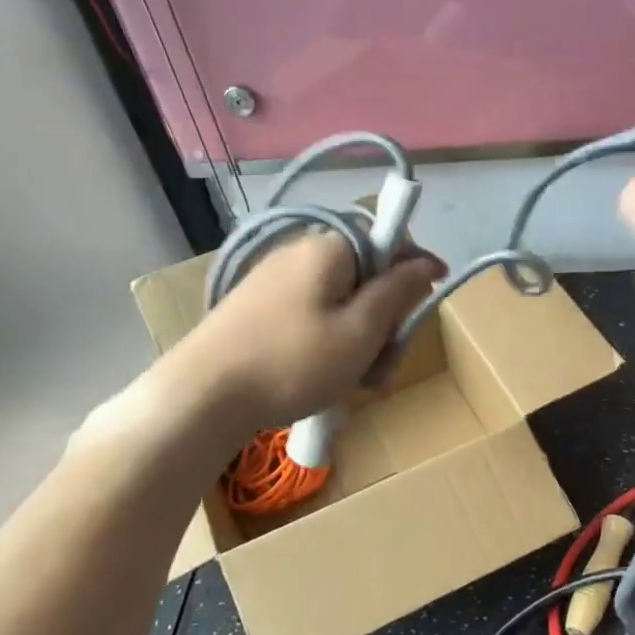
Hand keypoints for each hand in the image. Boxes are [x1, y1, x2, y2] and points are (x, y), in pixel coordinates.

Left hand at [79, 235, 444, 455]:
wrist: (203, 396)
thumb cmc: (293, 361)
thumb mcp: (361, 330)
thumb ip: (398, 291)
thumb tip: (425, 262)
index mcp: (330, 248)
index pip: (388, 239)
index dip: (416, 267)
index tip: (431, 301)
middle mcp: (302, 253)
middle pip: (367, 276)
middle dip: (387, 319)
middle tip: (385, 365)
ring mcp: (277, 282)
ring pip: (343, 302)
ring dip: (363, 339)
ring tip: (360, 383)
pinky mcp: (261, 309)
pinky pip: (315, 316)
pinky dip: (333, 342)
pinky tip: (330, 378)